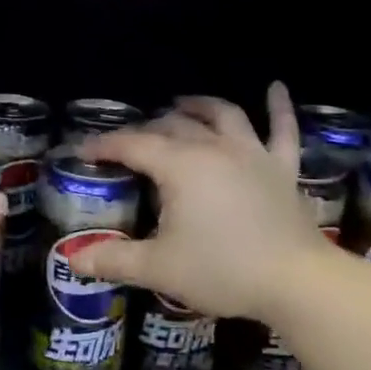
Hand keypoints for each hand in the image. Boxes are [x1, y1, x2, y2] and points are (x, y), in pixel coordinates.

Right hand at [70, 84, 324, 322]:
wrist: (297, 282)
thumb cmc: (223, 270)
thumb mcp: (160, 268)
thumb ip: (115, 260)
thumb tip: (73, 258)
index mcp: (180, 166)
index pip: (132, 145)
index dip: (105, 145)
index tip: (83, 150)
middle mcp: (214, 148)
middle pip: (173, 126)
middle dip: (145, 129)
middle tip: (129, 143)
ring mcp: (252, 154)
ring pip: (222, 115)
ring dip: (199, 105)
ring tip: (182, 103)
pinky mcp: (282, 168)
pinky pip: (283, 130)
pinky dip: (279, 107)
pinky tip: (276, 87)